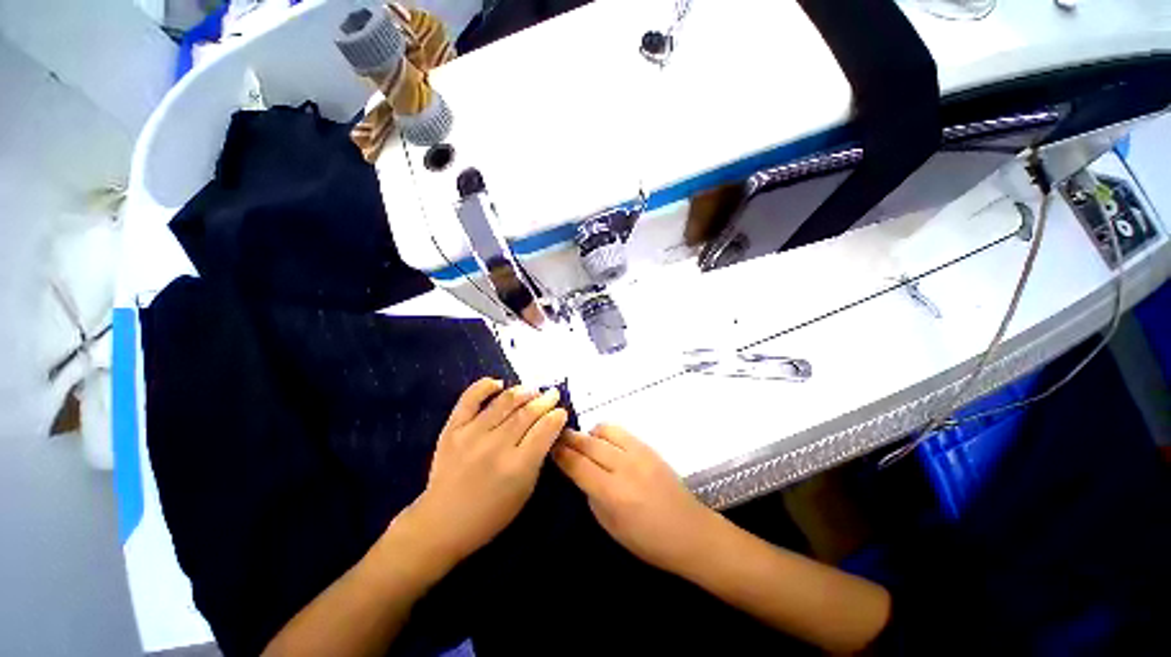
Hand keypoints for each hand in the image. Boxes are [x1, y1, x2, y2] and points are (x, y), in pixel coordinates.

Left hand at [397, 379, 567, 570]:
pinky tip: (498, 383)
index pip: (544, 430)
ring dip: (523, 391)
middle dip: (545, 400)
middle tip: (553, 394)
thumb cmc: (490, 514)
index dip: (557, 416)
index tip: (562, 411)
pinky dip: (485, 386)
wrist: (441, 522)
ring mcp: (471, 434)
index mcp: (517, 466)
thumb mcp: (525, 491)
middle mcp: (496, 446)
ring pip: (504, 402)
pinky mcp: (452, 429)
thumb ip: (538, 457)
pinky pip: (470, 399)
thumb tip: (548, 429)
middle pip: (527, 413)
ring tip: (533, 389)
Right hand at [553, 424, 715, 572]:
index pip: (578, 466)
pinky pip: (621, 432)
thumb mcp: (610, 526)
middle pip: (589, 444)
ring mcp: (639, 453)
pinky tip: (604, 442)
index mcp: (613, 493)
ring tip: (583, 442)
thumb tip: (579, 471)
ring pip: (605, 430)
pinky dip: (607, 433)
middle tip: (556, 435)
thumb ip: (591, 494)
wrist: (689, 531)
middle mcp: (624, 467)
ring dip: (589, 433)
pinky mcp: (649, 447)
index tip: (548, 446)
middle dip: (569, 438)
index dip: (561, 454)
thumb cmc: (648, 540)